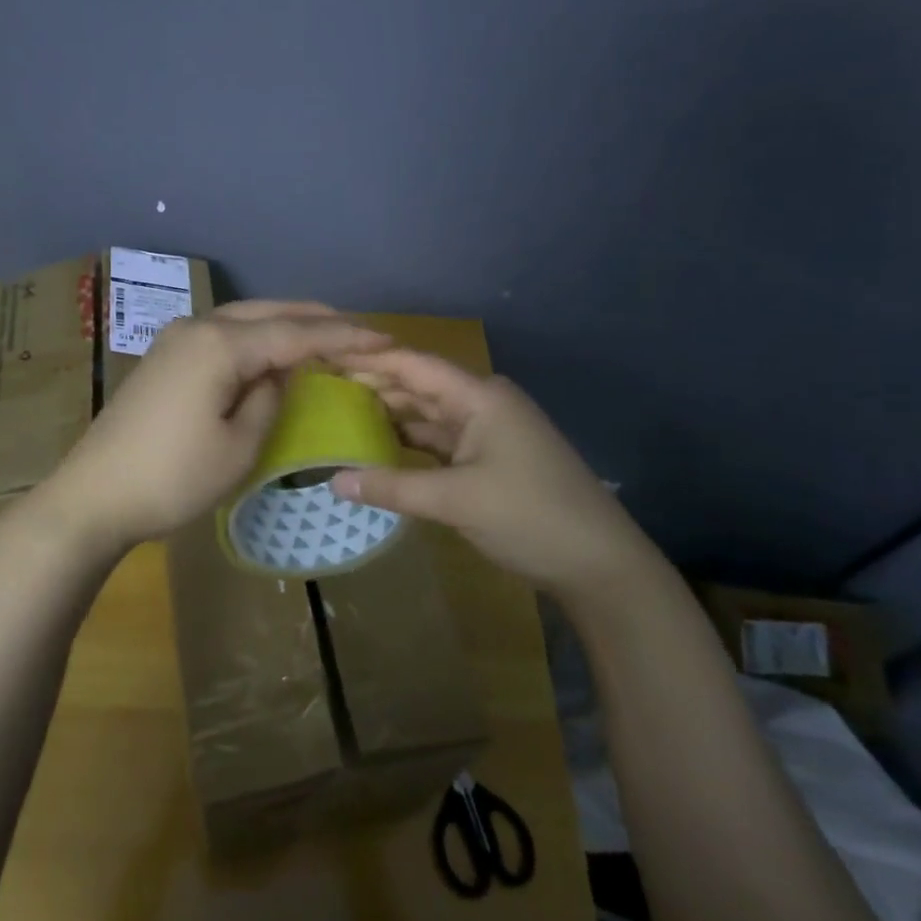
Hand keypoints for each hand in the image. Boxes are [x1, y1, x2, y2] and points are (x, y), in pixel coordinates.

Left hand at [33, 301, 391, 555]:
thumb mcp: (239, 446)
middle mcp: (198, 327)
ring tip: (323, 334)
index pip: (296, 333)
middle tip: (360, 330)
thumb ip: (270, 398)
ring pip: (243, 318)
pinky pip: (222, 334)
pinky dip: (256, 336)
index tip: (386, 338)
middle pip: (268, 312)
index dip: (344, 336)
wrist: (93, 496)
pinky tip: (271, 350)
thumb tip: (278, 374)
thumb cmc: (173, 477)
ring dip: (285, 323)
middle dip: (316, 320)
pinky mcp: (164, 358)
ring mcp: (176, 339)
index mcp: (221, 344)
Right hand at [328, 349, 666, 595]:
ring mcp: (487, 433)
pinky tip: (378, 449)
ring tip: (339, 415)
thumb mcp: (456, 500)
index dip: (369, 360)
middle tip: (322, 389)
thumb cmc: (530, 516)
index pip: (414, 365)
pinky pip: (439, 443)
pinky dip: (409, 445)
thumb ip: (393, 488)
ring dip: (389, 416)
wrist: (598, 563)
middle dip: (374, 387)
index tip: (325, 357)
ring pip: (427, 416)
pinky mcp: (488, 460)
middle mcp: (483, 404)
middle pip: (418, 387)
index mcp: (480, 397)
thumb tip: (333, 481)